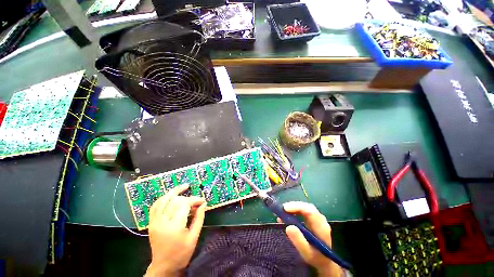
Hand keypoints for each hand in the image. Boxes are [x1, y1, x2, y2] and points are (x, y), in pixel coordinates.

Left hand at [146, 184, 206, 276]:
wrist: (164, 266)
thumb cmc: (181, 253)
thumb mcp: (194, 237)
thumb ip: (199, 218)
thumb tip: (204, 203)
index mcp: (174, 227)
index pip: (184, 204)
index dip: (195, 200)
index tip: (203, 201)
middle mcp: (162, 222)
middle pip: (175, 201)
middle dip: (188, 198)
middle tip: (196, 201)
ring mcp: (154, 222)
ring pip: (163, 200)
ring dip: (174, 192)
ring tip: (184, 187)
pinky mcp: (151, 223)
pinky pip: (155, 205)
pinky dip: (163, 198)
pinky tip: (171, 195)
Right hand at [277, 202, 341, 276]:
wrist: (324, 261)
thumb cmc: (316, 258)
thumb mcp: (307, 253)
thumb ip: (299, 241)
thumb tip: (288, 227)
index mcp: (321, 228)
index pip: (310, 211)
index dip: (297, 207)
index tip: (285, 209)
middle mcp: (320, 220)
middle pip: (307, 207)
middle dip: (293, 206)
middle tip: (281, 209)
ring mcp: (316, 219)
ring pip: (304, 208)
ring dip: (292, 208)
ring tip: (281, 214)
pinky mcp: (312, 220)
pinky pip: (303, 211)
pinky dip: (293, 212)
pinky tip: (286, 216)